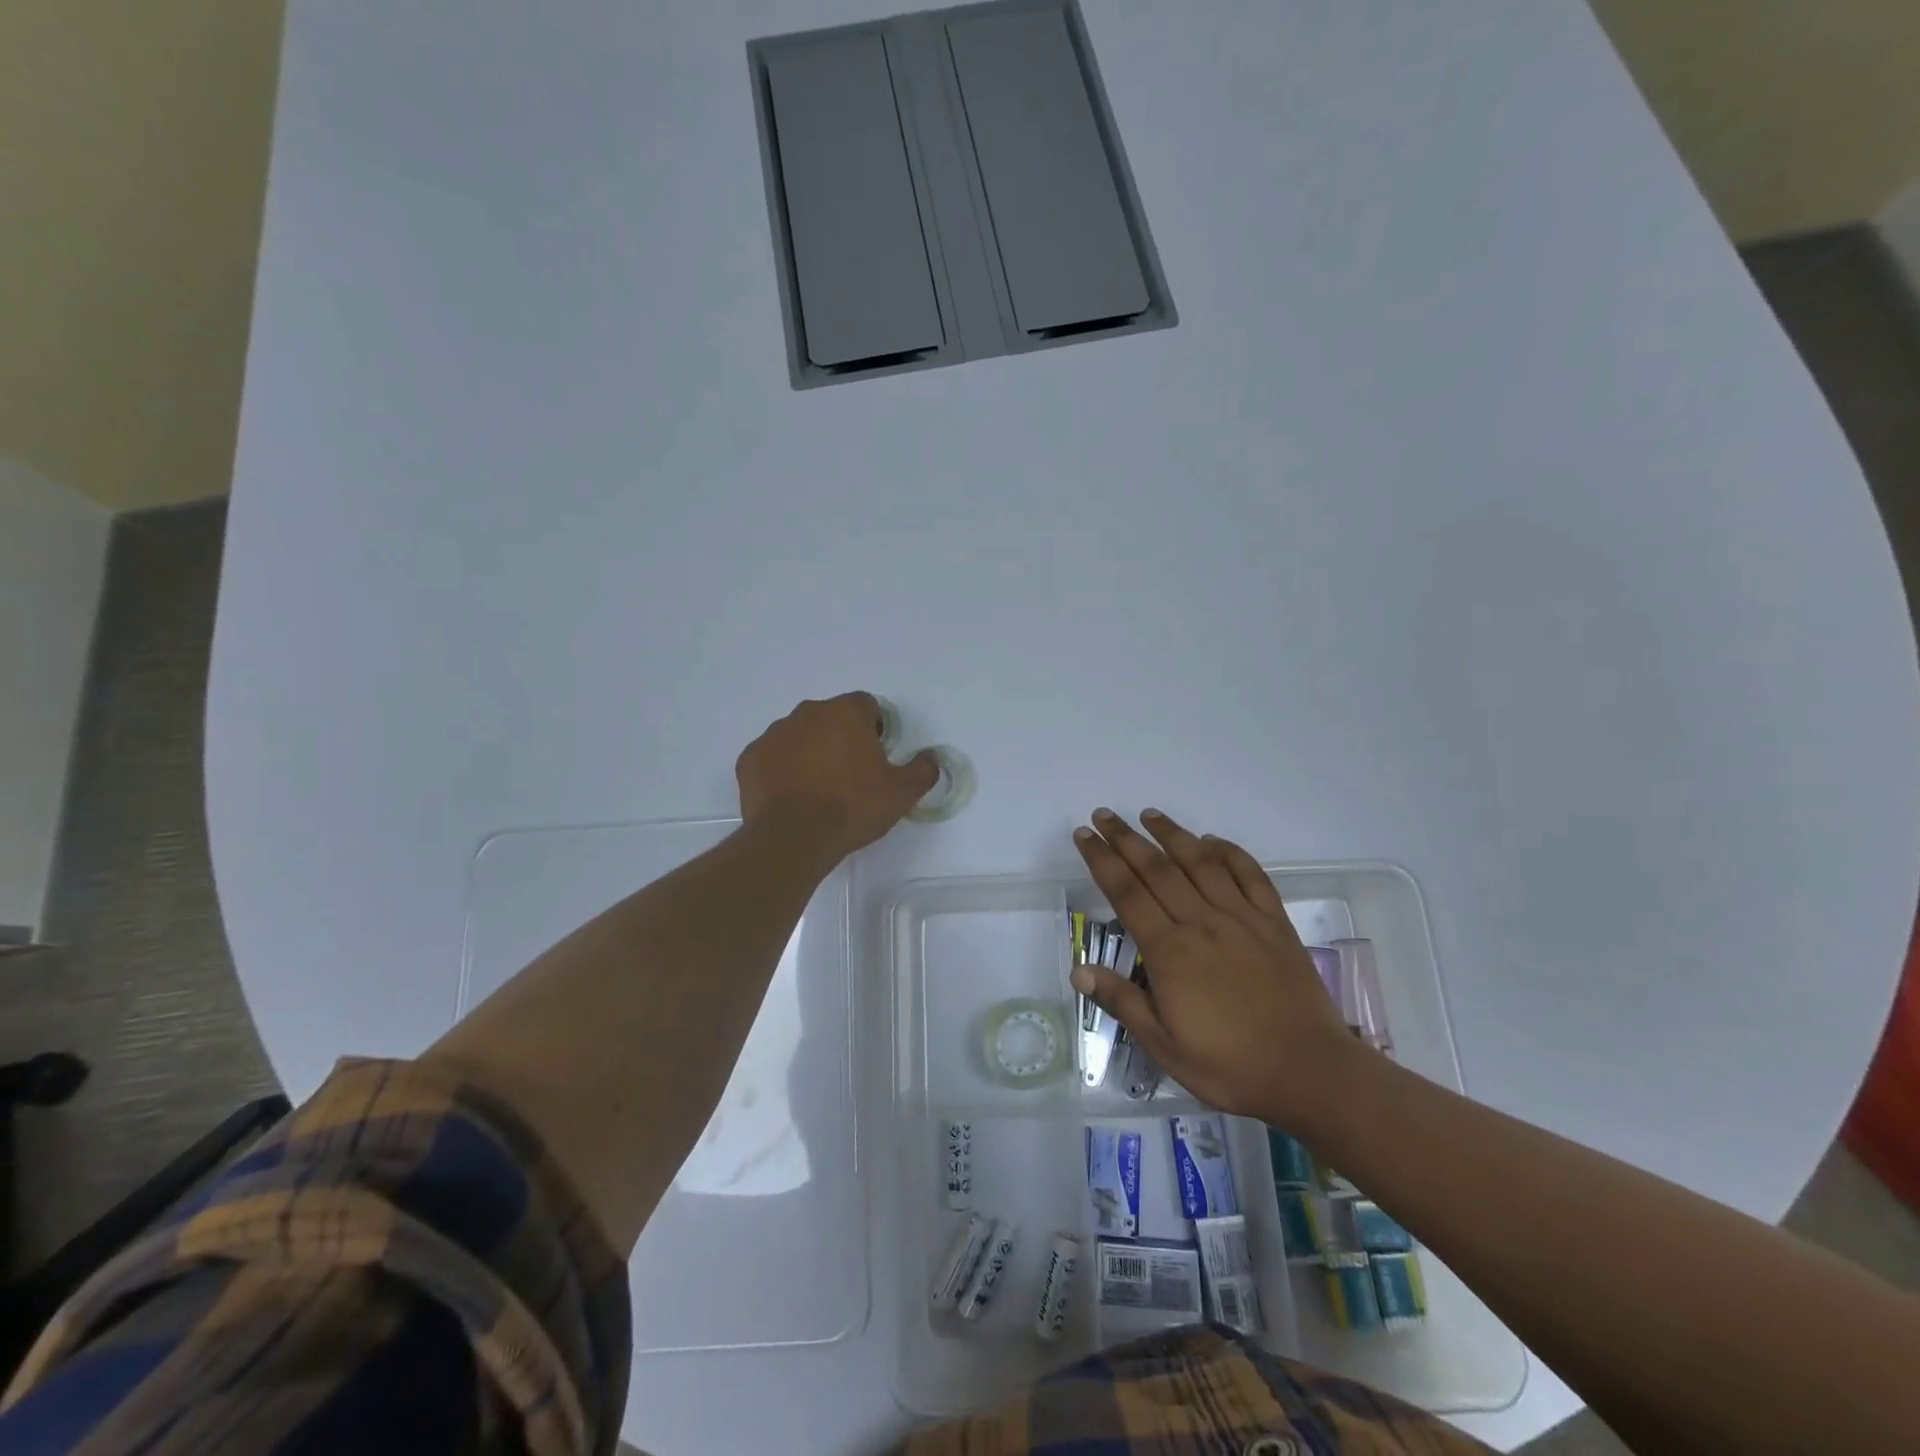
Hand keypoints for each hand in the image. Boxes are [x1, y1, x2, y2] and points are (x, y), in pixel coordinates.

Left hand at [737, 693, 938, 855]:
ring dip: (810, 753)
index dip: (875, 729)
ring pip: (799, 736)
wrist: (793, 838)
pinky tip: (792, 798)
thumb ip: (922, 770)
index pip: (866, 706)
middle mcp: (807, 713)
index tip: (876, 757)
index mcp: (845, 712)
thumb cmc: (852, 807)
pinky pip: (772, 758)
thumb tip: (931, 759)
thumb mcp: (901, 793)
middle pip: (830, 718)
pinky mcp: (750, 758)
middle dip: (841, 739)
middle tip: (850, 776)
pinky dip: (782, 771)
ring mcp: (774, 734)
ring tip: (819, 790)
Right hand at [1071, 808, 1362, 1126]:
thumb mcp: (1164, 1045)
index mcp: (1170, 951)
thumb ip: (1122, 1002)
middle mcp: (1202, 922)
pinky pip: (1250, 876)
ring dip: (1172, 834)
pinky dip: (1230, 852)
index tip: (1084, 835)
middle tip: (1104, 815)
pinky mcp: (1274, 923)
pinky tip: (1212, 841)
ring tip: (1149, 814)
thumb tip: (1078, 971)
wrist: (1309, 1072)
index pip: (1126, 892)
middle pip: (1157, 869)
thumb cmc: (1229, 1065)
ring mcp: (1242, 918)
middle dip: (1126, 838)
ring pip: (1200, 863)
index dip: (1102, 860)